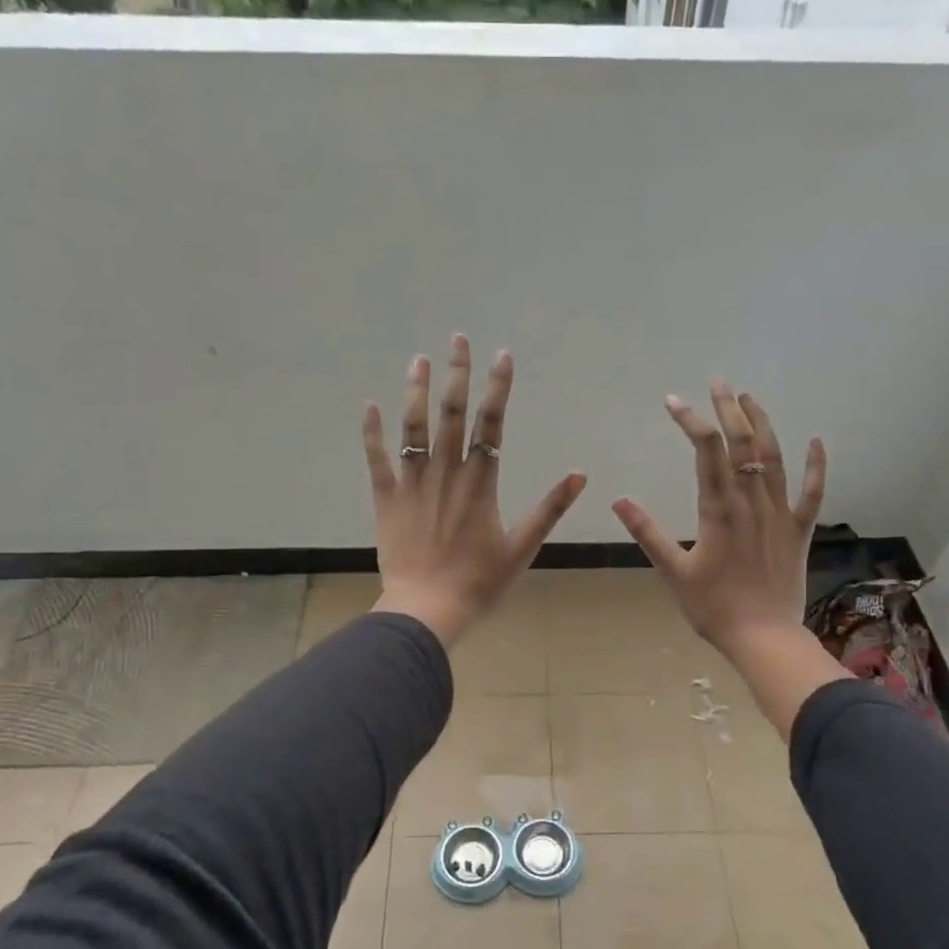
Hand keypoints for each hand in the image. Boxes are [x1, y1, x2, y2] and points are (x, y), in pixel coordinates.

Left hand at [364, 335, 586, 646]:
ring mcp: (413, 483)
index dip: (498, 388)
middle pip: (453, 414)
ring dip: (417, 391)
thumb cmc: (479, 582)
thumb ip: (549, 508)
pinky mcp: (387, 499)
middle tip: (458, 339)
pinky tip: (369, 404)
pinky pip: (377, 459)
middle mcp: (446, 473)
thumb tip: (579, 474)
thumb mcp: (523, 547)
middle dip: (457, 374)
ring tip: (419, 359)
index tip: (502, 355)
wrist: (427, 609)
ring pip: (413, 428)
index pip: (492, 424)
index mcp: (481, 483)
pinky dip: (372, 432)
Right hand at [611, 382, 824, 658]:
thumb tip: (618, 500)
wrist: (763, 638)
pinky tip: (816, 440)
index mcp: (718, 509)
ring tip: (749, 398)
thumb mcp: (673, 571)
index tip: (673, 401)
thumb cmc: (712, 608)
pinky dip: (815, 465)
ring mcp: (780, 514)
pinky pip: (812, 492)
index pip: (706, 451)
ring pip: (775, 457)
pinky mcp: (799, 530)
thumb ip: (647, 533)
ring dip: (763, 424)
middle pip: (742, 444)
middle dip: (728, 409)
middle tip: (718, 382)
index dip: (691, 421)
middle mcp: (752, 502)